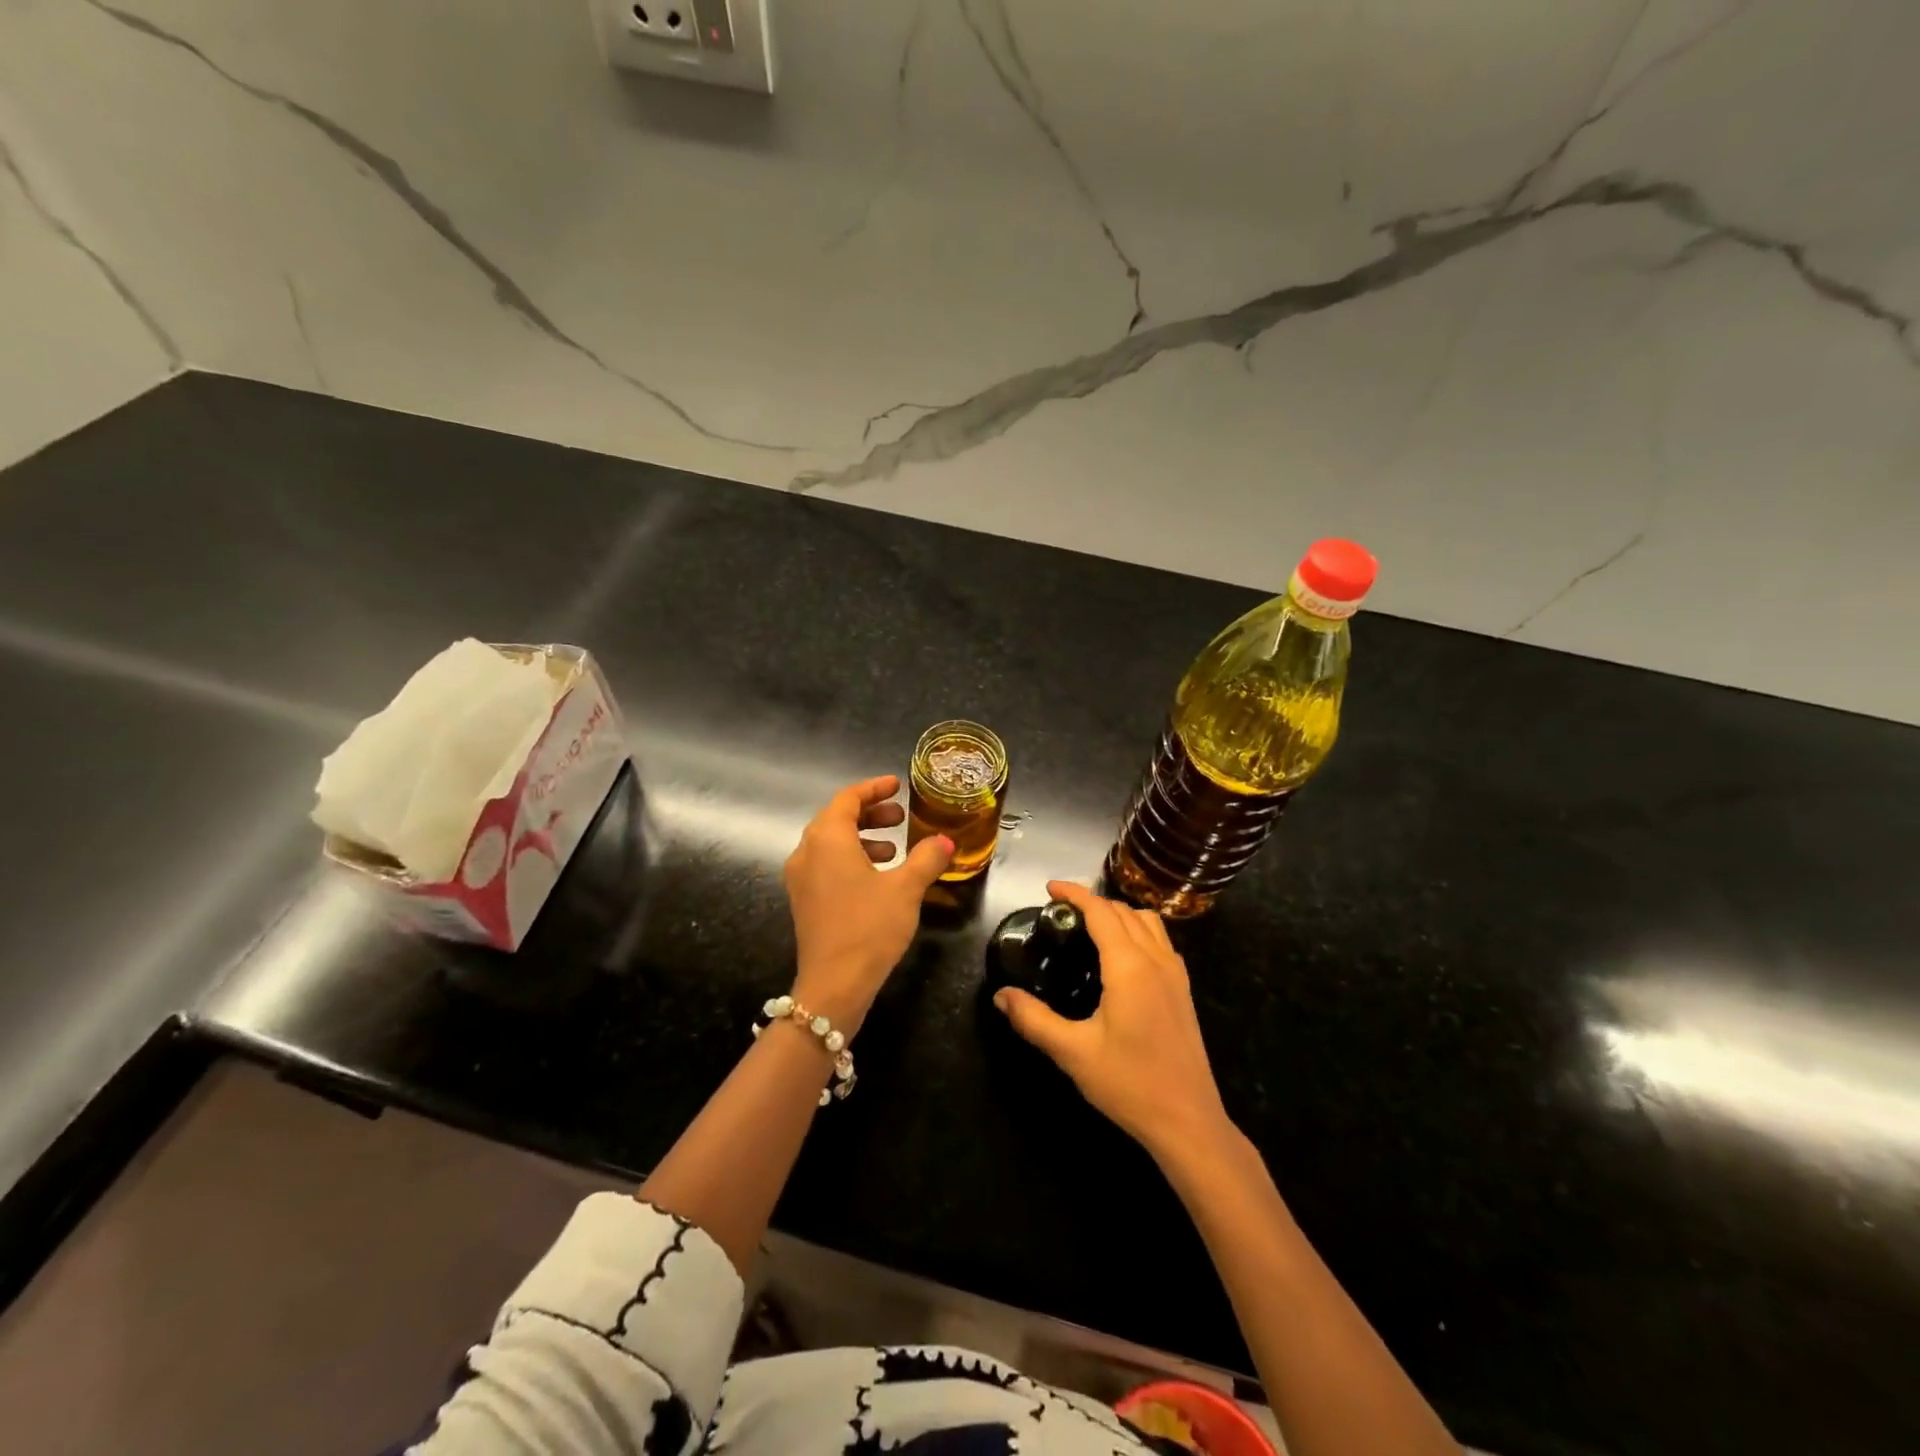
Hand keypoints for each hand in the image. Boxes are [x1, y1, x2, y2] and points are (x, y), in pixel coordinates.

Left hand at [783, 775, 951, 1034]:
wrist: (834, 985)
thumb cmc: (869, 927)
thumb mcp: (906, 889)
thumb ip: (927, 858)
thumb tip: (945, 841)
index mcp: (827, 839)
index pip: (848, 798)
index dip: (874, 788)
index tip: (897, 785)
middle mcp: (807, 852)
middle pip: (837, 819)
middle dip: (871, 814)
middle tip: (901, 818)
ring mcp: (801, 878)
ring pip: (831, 844)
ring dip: (863, 838)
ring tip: (896, 849)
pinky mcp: (804, 901)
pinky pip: (827, 865)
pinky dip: (852, 859)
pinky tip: (879, 878)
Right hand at [994, 880, 1232, 1160]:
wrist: (1189, 1122)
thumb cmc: (1129, 1084)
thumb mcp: (1073, 1053)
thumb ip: (1034, 1020)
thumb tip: (1001, 996)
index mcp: (1129, 966)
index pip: (1101, 912)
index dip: (1075, 894)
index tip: (1049, 888)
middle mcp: (1156, 960)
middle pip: (1125, 911)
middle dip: (1093, 901)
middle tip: (1061, 911)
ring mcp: (1176, 975)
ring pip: (1148, 922)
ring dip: (1119, 912)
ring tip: (1090, 925)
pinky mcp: (1184, 991)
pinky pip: (1161, 941)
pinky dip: (1138, 930)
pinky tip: (1122, 955)